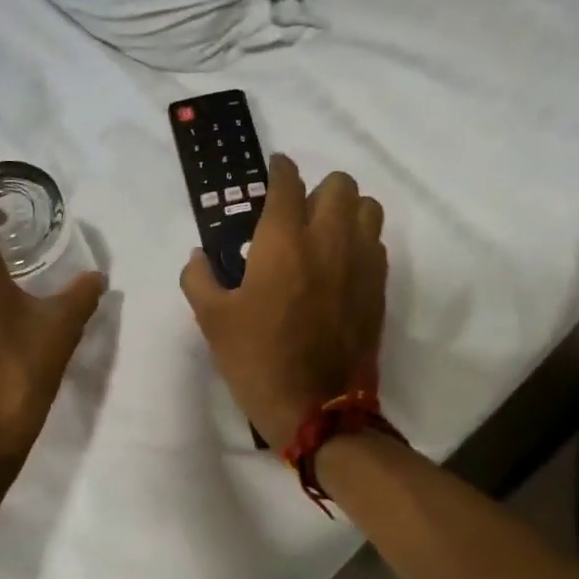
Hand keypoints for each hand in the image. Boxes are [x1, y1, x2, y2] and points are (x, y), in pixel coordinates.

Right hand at [180, 155, 387, 448]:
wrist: (316, 408)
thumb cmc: (257, 360)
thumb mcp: (211, 320)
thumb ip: (199, 278)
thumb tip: (199, 256)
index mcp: (283, 243)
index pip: (287, 183)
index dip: (279, 170)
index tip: (273, 171)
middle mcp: (329, 241)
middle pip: (339, 184)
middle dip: (316, 189)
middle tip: (295, 215)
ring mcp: (362, 264)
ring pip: (367, 208)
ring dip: (345, 210)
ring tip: (323, 235)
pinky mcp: (379, 288)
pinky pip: (376, 244)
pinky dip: (359, 241)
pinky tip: (339, 266)